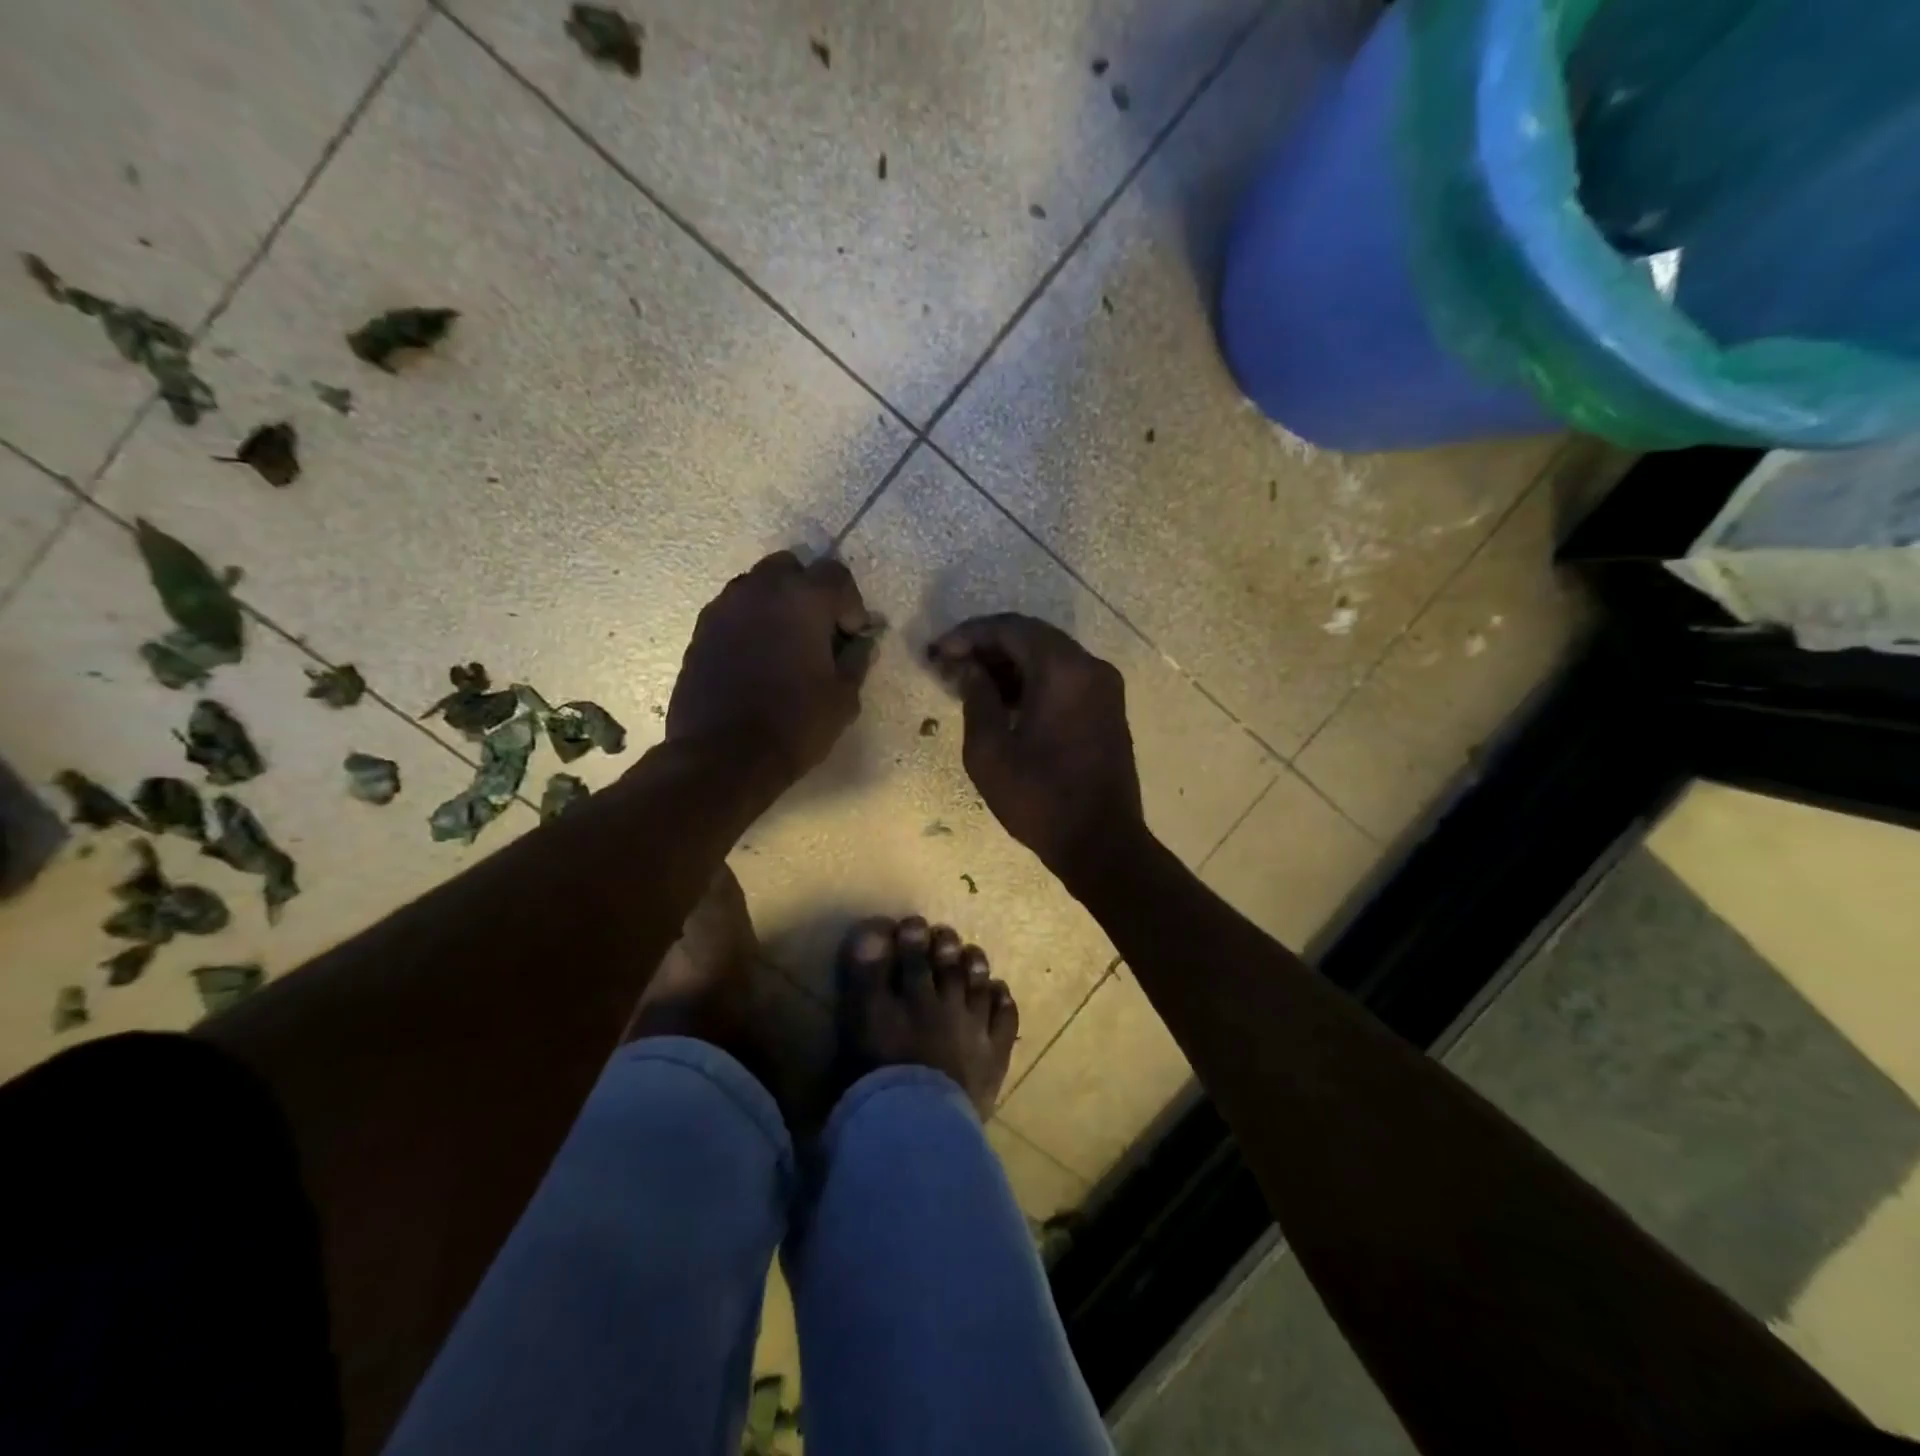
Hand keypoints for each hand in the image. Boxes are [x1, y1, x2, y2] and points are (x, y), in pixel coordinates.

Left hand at [668, 552, 874, 784]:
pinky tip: (757, 661)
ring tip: (785, 647)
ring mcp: (724, 608)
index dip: (851, 605)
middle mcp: (760, 589)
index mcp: (803, 598)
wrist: (722, 756)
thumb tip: (861, 643)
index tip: (852, 638)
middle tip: (819, 632)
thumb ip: (856, 660)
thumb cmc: (795, 724)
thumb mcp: (844, 698)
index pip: (836, 575)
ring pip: (758, 587)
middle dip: (810, 593)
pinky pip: (734, 613)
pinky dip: (750, 625)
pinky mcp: (700, 631)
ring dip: (777, 606)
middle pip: (791, 569)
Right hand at [929, 614, 1145, 885]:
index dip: (970, 635)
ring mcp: (1104, 688)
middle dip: (988, 646)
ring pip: (1050, 656)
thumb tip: (969, 669)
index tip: (938, 652)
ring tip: (971, 683)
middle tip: (951, 665)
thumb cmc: (1040, 799)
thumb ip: (976, 698)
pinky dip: (1033, 680)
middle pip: (1033, 637)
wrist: (1102, 843)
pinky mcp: (1107, 709)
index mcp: (1063, 671)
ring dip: (1010, 663)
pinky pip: (1065, 678)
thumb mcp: (990, 751)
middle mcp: (1090, 667)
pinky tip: (1004, 700)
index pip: (1011, 629)